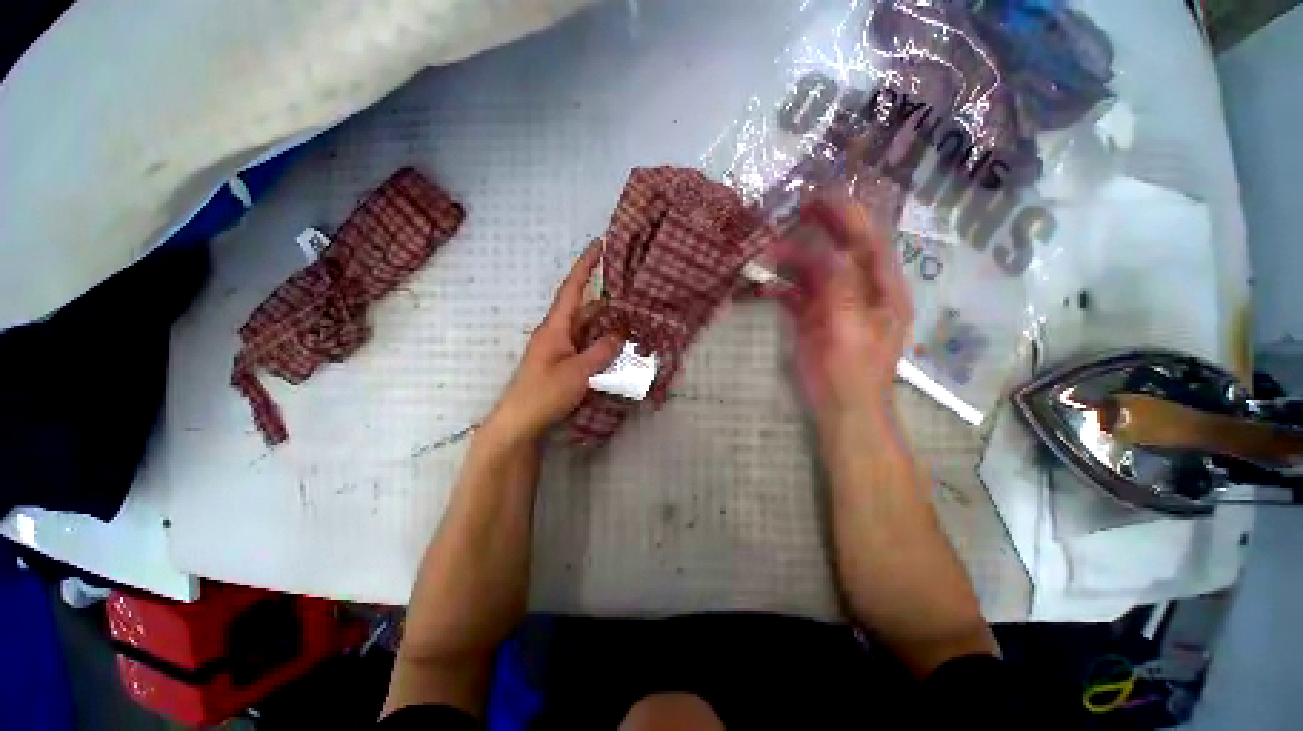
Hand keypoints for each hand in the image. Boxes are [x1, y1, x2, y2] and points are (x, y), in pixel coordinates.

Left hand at [484, 243, 621, 445]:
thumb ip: (601, 351)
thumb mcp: (579, 372)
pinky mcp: (564, 362)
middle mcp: (558, 332)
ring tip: (632, 322)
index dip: (585, 265)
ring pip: (588, 328)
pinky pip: (587, 345)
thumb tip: (620, 332)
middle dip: (607, 299)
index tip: (599, 244)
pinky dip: (602, 343)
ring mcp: (561, 348)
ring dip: (607, 325)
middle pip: (585, 308)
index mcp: (555, 327)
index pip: (572, 288)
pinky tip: (618, 349)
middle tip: (632, 294)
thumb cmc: (545, 393)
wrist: (520, 421)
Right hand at [774, 199, 912, 423]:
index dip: (847, 217)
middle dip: (820, 230)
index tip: (820, 198)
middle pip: (841, 252)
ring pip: (816, 273)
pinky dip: (782, 290)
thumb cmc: (851, 373)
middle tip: (793, 211)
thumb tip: (829, 251)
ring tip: (767, 250)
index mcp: (881, 291)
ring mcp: (836, 306)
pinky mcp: (816, 321)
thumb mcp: (850, 329)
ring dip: (793, 261)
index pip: (868, 243)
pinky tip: (763, 288)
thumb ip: (842, 289)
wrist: (842, 409)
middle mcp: (860, 292)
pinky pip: (799, 297)